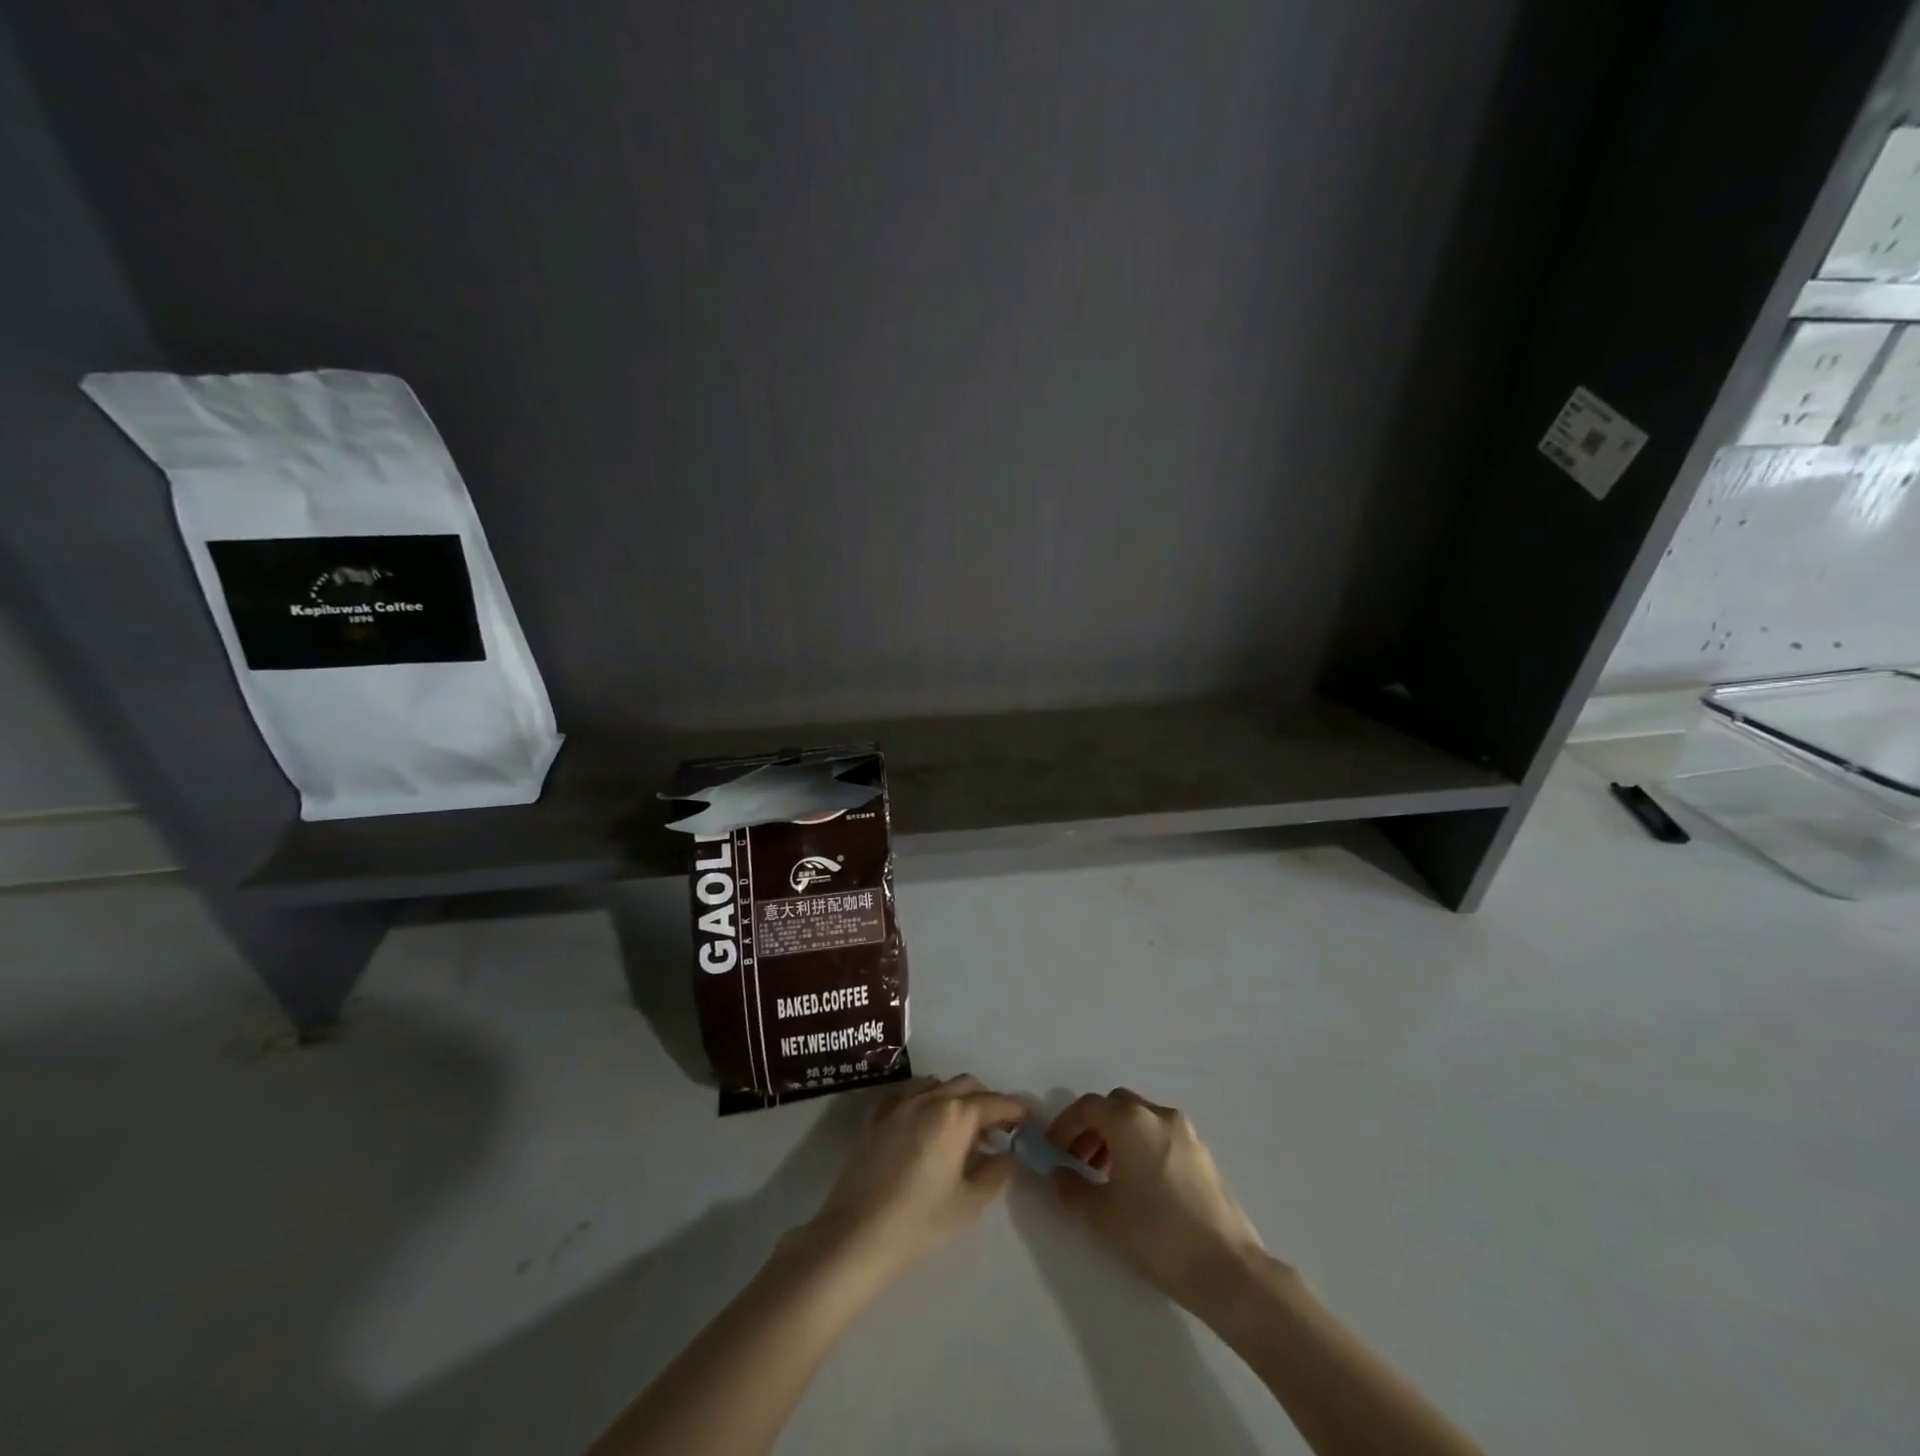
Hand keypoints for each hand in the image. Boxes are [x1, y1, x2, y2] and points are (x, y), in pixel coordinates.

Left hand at [799, 1075, 1024, 1290]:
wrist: (858, 1234)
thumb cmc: (921, 1221)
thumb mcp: (969, 1202)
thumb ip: (996, 1173)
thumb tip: (1008, 1155)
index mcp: (956, 1115)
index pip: (994, 1103)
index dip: (1014, 1111)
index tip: (1025, 1122)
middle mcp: (929, 1097)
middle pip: (966, 1085)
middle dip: (985, 1101)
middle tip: (996, 1129)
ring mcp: (899, 1102)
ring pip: (936, 1084)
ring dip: (954, 1097)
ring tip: (959, 1128)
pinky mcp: (876, 1114)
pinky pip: (908, 1094)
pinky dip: (924, 1100)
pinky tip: (924, 1125)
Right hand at [1046, 1088, 1270, 1310]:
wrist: (1226, 1269)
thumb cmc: (1156, 1234)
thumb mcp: (1103, 1215)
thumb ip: (1072, 1188)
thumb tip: (1058, 1174)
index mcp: (1130, 1120)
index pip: (1087, 1107)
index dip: (1064, 1125)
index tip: (1053, 1151)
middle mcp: (1157, 1114)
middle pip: (1114, 1106)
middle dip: (1092, 1127)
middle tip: (1078, 1161)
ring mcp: (1184, 1131)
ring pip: (1139, 1119)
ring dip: (1116, 1137)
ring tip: (1105, 1176)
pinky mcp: (1202, 1153)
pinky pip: (1159, 1135)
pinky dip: (1140, 1146)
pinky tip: (1138, 1185)